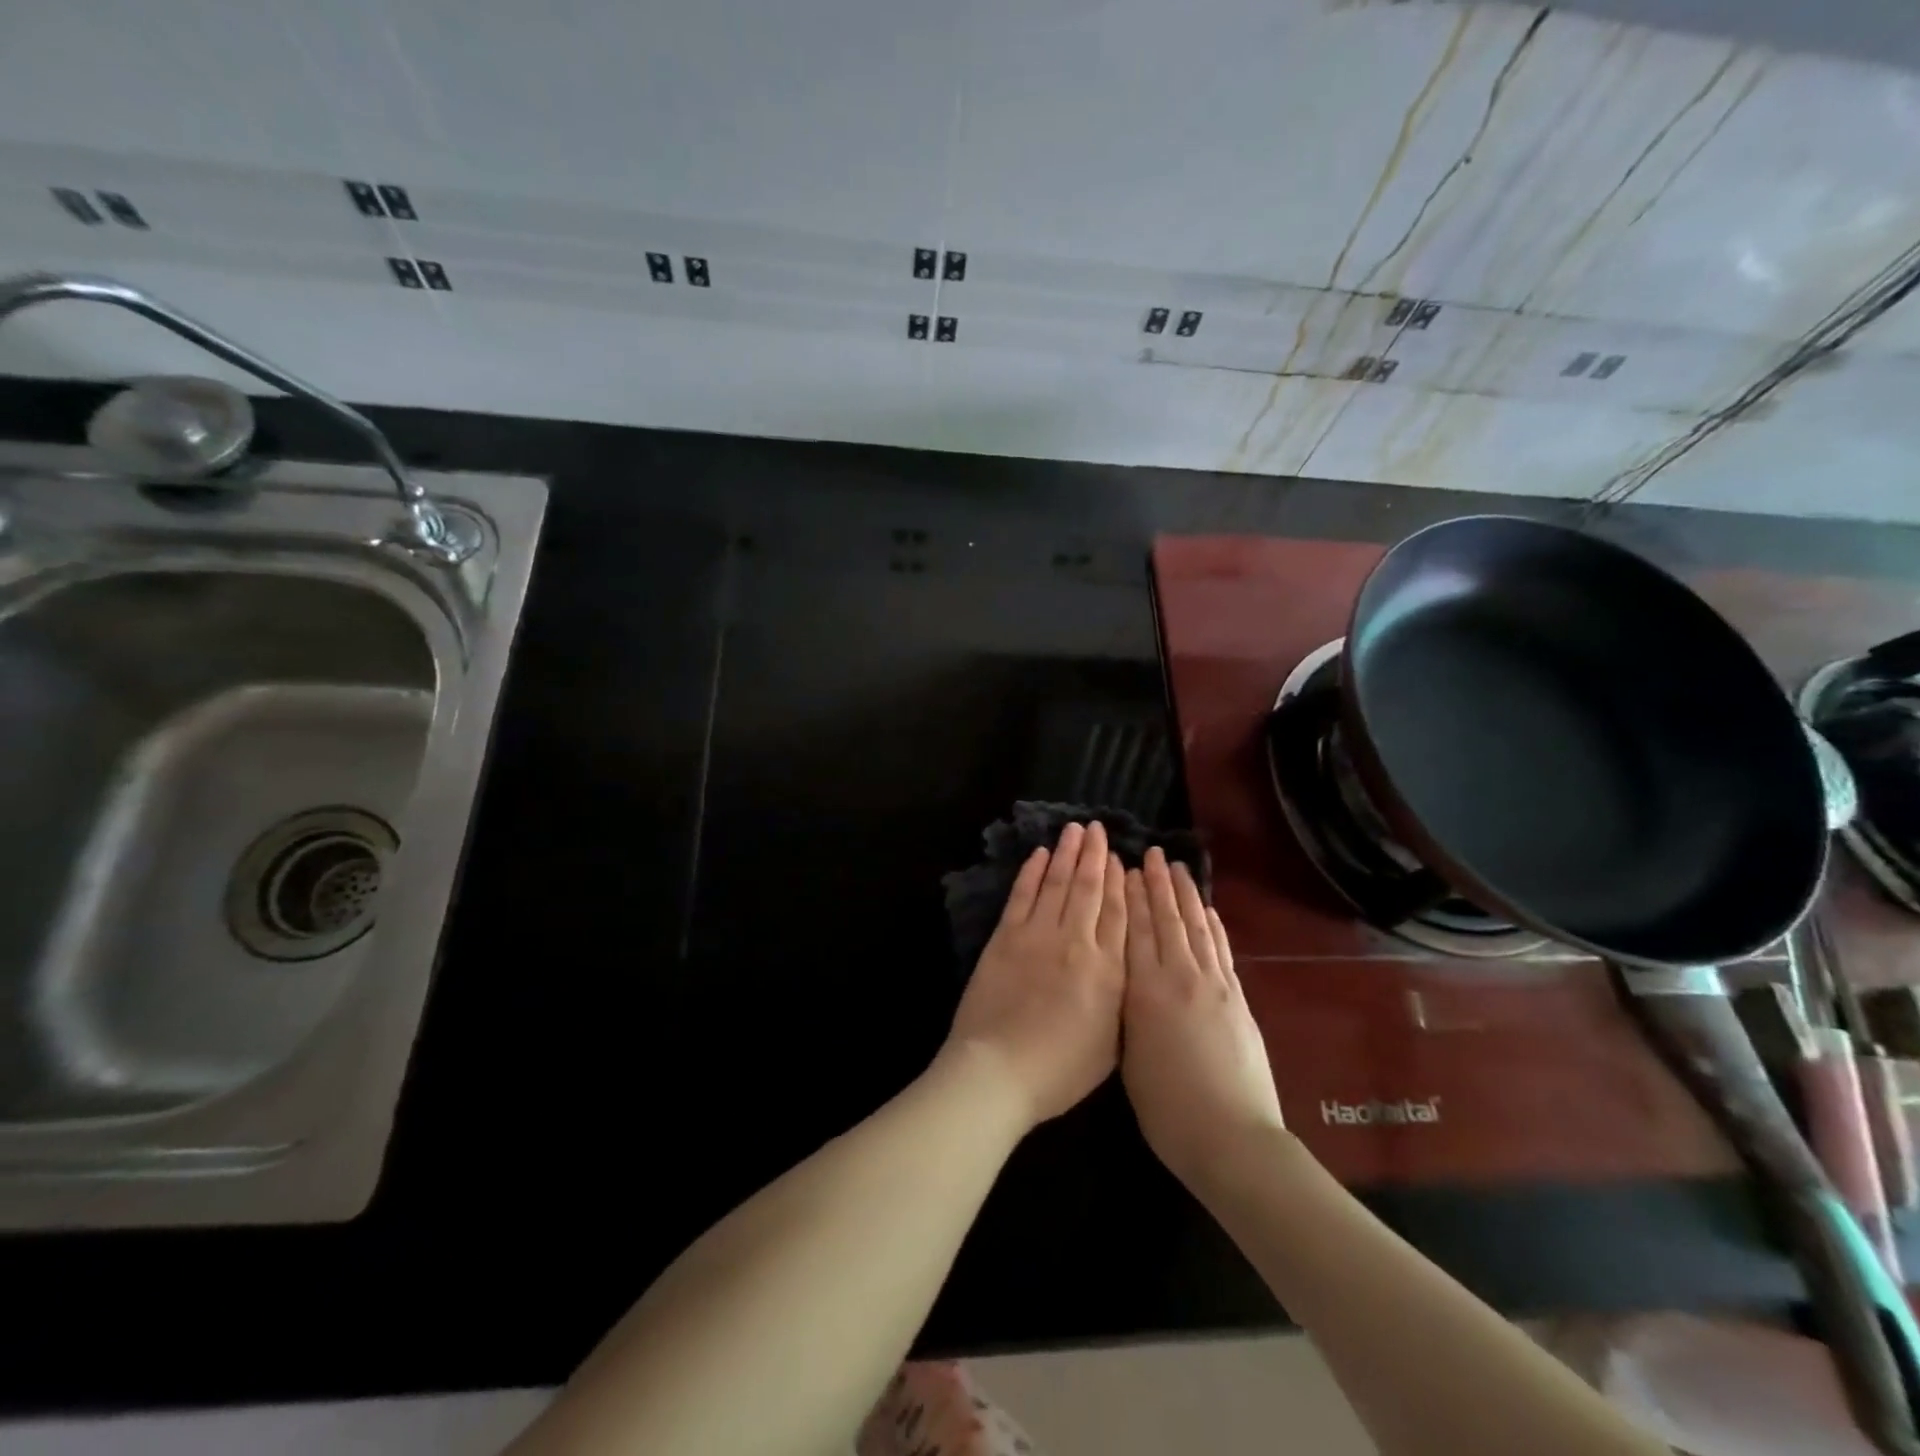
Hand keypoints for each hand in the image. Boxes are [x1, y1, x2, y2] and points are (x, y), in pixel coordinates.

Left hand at [943, 822, 1126, 1129]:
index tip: (1121, 857)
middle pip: (1089, 889)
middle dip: (1095, 855)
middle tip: (1097, 828)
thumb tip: (1125, 963)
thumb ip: (1121, 997)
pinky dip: (1032, 872)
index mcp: (1108, 969)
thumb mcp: (1111, 1042)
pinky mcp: (1005, 937)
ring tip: (1074, 830)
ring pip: (1056, 883)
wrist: (999, 1070)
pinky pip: (1022, 895)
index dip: (1120, 881)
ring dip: (1066, 854)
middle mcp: (1076, 942)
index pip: (1118, 913)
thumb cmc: (1060, 1069)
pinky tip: (1039, 854)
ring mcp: (1037, 935)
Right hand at [1122, 848, 1285, 1191]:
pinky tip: (1207, 911)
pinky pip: (1221, 951)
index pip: (1135, 930)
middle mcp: (1179, 977)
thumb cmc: (1167, 1109)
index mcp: (1145, 991)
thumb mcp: (1127, 1056)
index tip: (1124, 868)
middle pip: (1166, 920)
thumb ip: (1125, 1011)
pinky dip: (1213, 926)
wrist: (1232, 1137)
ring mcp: (1214, 985)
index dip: (1129, 896)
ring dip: (1186, 895)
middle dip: (1157, 884)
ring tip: (1178, 868)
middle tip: (1151, 853)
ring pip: (1196, 928)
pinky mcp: (1237, 999)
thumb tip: (1124, 981)